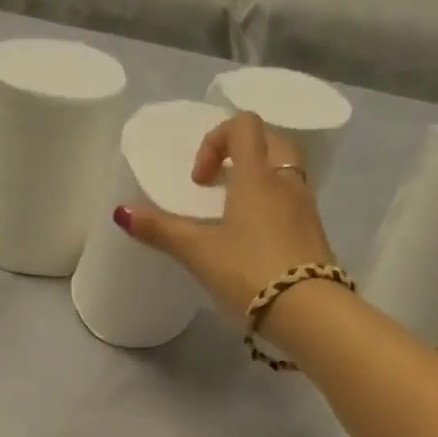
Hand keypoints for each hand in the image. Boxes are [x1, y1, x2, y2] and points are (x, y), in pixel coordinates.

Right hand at [114, 110, 337, 324]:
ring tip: (234, 214)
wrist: (308, 310)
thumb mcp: (198, 252)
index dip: (215, 140)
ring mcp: (306, 208)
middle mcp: (286, 182)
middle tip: (219, 184)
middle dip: (242, 152)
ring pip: (286, 172)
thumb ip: (161, 230)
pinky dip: (274, 206)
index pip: (243, 126)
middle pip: (271, 141)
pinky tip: (255, 240)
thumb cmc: (249, 272)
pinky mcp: (315, 234)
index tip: (199, 181)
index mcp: (257, 176)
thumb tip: (121, 212)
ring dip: (260, 180)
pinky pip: (294, 203)